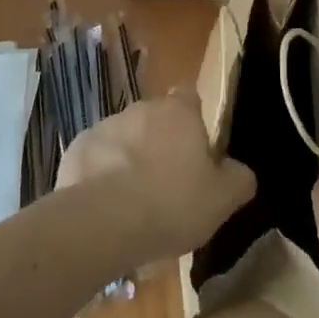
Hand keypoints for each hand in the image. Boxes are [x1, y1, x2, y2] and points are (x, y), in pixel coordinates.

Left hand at [57, 89, 255, 266]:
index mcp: (179, 113)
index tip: (196, 147)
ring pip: (125, 138)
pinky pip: (96, 158)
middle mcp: (142, 108)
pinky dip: (101, 175)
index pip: (190, 95)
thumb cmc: (170, 203)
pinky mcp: (78, 148)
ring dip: (130, 159)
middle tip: (167, 184)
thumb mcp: (221, 200)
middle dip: (161, 143)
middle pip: (156, 119)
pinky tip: (106, 207)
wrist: (102, 221)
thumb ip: (238, 179)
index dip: (194, 118)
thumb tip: (241, 171)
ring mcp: (106, 125)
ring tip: (134, 202)